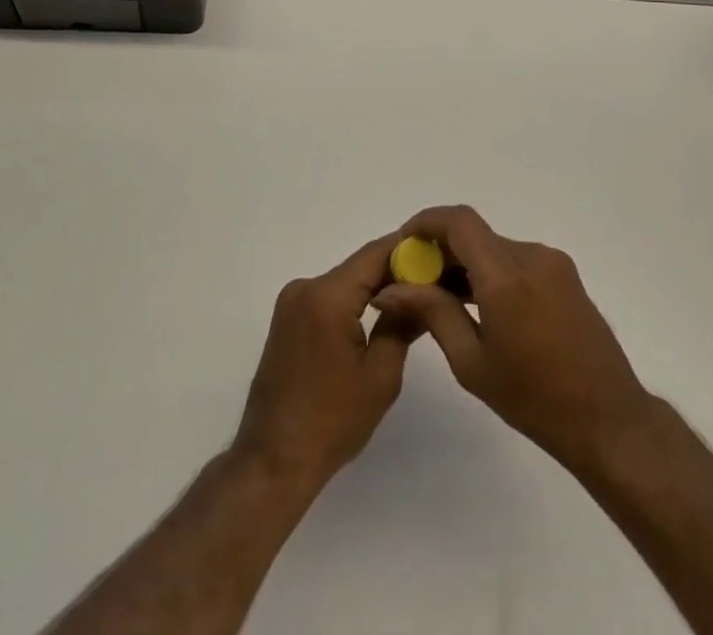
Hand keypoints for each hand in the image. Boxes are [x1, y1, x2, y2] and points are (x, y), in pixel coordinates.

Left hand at [232, 234, 420, 494]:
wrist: (273, 461)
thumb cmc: (331, 423)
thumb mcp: (381, 376)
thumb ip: (402, 324)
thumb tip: (423, 294)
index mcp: (327, 296)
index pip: (375, 254)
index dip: (409, 251)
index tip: (439, 256)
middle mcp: (305, 287)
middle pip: (360, 266)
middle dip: (396, 272)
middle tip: (434, 281)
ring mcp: (292, 302)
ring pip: (346, 282)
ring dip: (375, 289)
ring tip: (413, 301)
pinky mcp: (287, 319)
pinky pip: (329, 298)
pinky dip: (355, 303)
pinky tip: (379, 317)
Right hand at [372, 205, 652, 476]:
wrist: (609, 420)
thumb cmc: (535, 400)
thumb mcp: (472, 363)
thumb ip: (432, 314)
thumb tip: (390, 289)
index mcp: (507, 277)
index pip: (459, 222)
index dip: (426, 222)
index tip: (403, 244)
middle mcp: (531, 256)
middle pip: (475, 234)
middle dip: (441, 249)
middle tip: (415, 282)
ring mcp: (553, 262)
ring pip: (495, 247)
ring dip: (466, 262)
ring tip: (442, 299)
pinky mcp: (564, 274)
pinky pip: (516, 259)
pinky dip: (491, 271)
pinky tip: (478, 305)